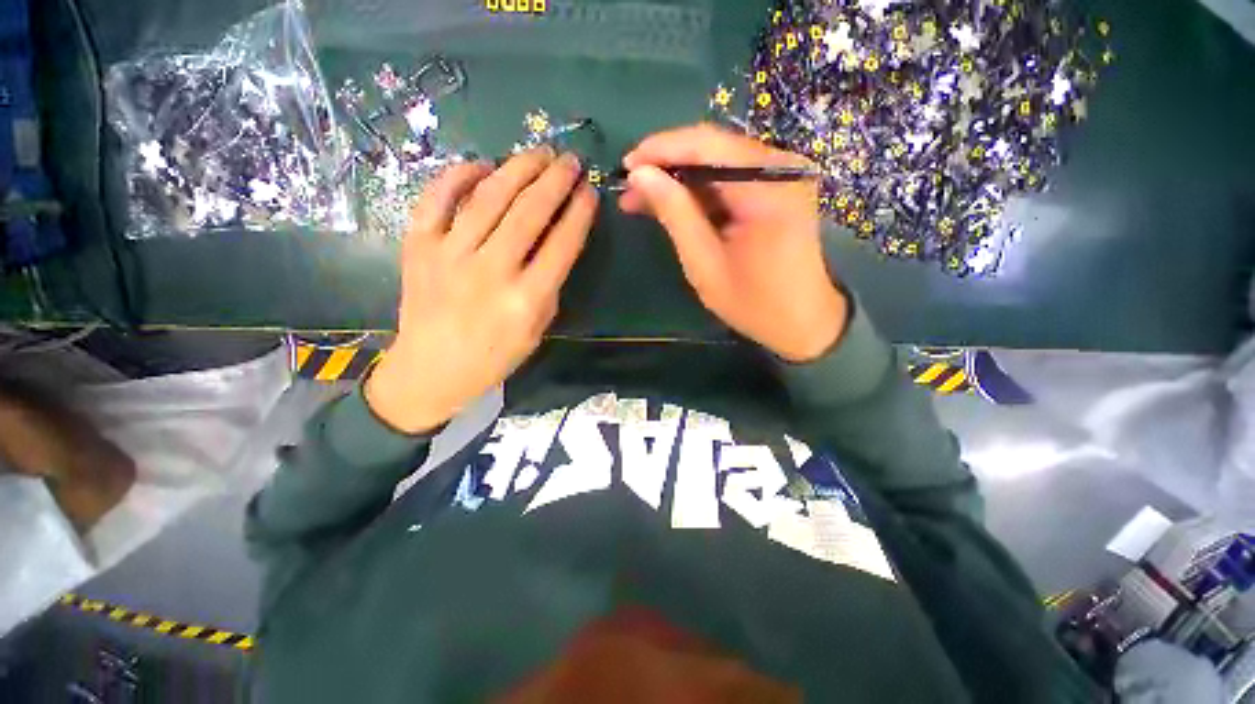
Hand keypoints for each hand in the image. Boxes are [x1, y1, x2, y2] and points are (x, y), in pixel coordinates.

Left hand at [366, 148, 597, 433]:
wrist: (430, 370)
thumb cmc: (493, 357)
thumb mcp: (537, 331)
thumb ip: (550, 286)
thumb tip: (555, 242)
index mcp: (525, 300)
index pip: (562, 245)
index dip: (579, 213)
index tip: (590, 191)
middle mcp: (490, 271)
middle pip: (528, 213)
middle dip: (555, 180)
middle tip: (570, 159)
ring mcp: (449, 255)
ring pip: (488, 198)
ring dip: (518, 168)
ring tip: (538, 152)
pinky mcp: (418, 246)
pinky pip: (437, 198)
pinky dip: (459, 175)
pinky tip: (482, 165)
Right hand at [619, 124, 847, 362]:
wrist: (805, 322)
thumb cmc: (754, 303)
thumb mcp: (705, 264)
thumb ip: (675, 214)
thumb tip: (640, 175)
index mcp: (768, 188)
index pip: (706, 145)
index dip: (661, 149)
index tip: (625, 166)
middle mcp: (782, 167)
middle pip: (713, 147)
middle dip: (667, 165)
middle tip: (631, 189)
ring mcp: (785, 175)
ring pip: (719, 161)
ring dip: (681, 179)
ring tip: (645, 200)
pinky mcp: (781, 188)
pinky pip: (732, 177)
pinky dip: (701, 190)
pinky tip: (677, 205)